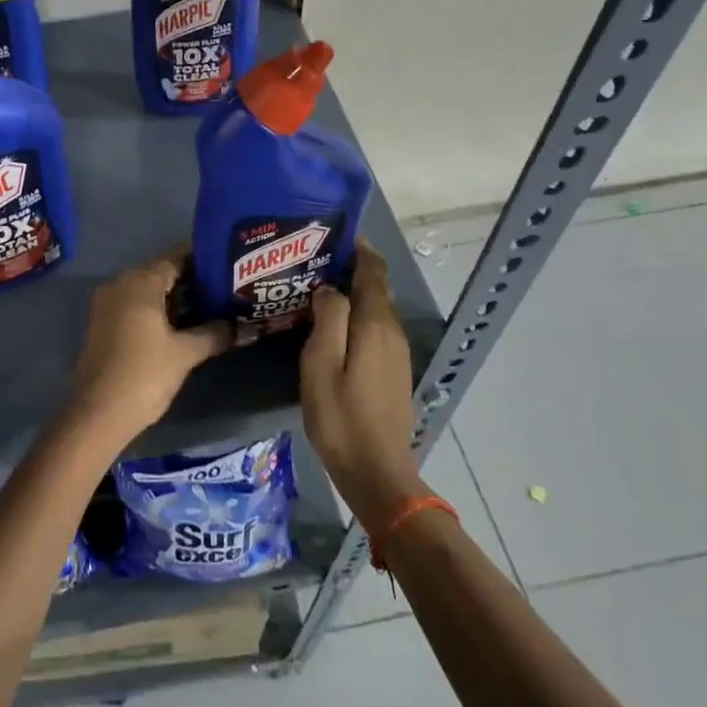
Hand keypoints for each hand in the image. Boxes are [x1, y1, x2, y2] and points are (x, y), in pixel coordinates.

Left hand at [66, 252, 231, 448]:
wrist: (98, 414)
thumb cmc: (144, 374)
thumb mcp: (186, 353)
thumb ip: (216, 334)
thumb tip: (245, 327)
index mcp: (140, 281)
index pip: (177, 258)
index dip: (204, 261)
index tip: (230, 266)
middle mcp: (120, 283)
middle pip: (162, 272)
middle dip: (193, 280)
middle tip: (226, 289)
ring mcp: (108, 303)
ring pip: (149, 291)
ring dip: (176, 298)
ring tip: (211, 307)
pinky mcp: (104, 323)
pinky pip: (136, 305)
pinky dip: (158, 310)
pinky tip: (183, 325)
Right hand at [301, 243, 423, 531]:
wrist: (377, 472)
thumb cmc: (341, 417)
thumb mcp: (321, 364)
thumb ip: (328, 319)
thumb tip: (330, 288)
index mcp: (375, 324)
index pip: (373, 270)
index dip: (357, 248)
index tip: (331, 234)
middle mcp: (392, 332)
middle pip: (375, 288)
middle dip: (349, 269)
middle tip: (311, 262)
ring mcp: (396, 353)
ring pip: (375, 309)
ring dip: (351, 294)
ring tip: (315, 290)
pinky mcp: (392, 372)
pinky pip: (374, 330)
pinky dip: (356, 317)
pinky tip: (331, 327)